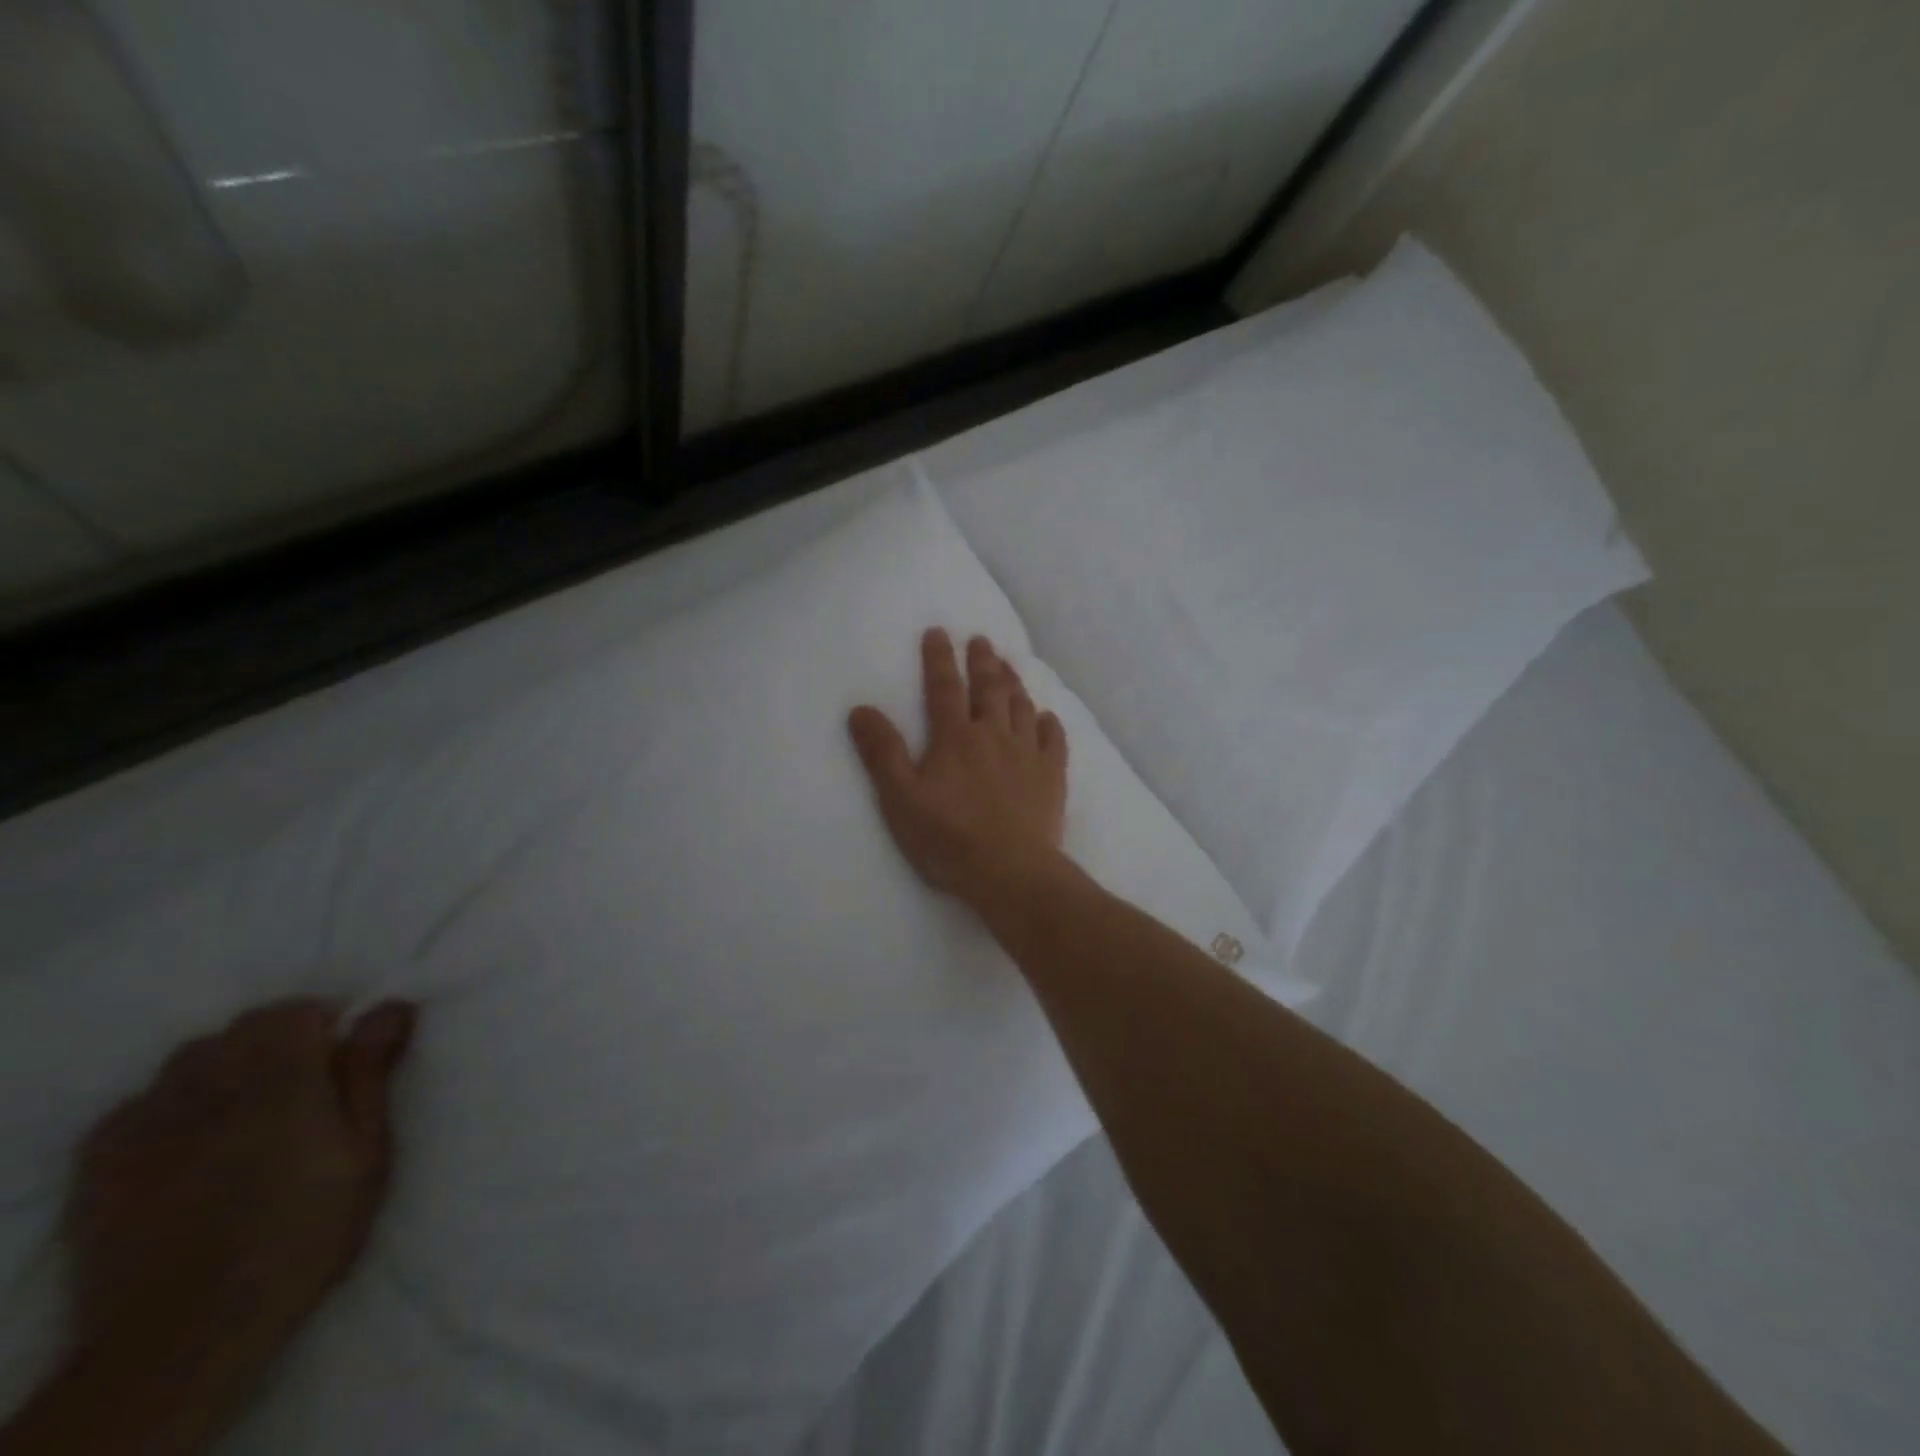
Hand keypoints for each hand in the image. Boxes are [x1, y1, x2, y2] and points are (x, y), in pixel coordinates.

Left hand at [59, 999, 414, 1428]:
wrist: (184, 1331)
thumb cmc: (303, 1231)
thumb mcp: (366, 1149)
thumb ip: (371, 1071)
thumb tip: (391, 1006)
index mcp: (281, 1076)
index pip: (297, 1010)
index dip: (326, 1024)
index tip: (342, 1060)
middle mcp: (210, 1082)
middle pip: (244, 1028)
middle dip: (278, 1041)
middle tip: (303, 1088)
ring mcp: (146, 1120)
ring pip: (190, 1058)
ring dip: (225, 1066)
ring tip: (246, 1111)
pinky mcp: (101, 1159)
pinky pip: (140, 1102)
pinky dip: (170, 1104)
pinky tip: (188, 1141)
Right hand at [848, 628, 1068, 910]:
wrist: (1010, 872)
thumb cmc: (948, 838)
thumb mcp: (900, 799)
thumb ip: (882, 753)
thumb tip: (860, 709)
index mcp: (955, 738)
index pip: (944, 687)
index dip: (939, 658)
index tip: (938, 632)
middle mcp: (993, 735)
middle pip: (988, 688)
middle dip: (982, 661)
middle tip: (981, 639)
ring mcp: (1027, 754)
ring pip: (1021, 707)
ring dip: (1013, 682)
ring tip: (1008, 664)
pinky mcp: (1051, 776)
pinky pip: (1053, 740)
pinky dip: (1049, 724)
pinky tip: (1046, 717)